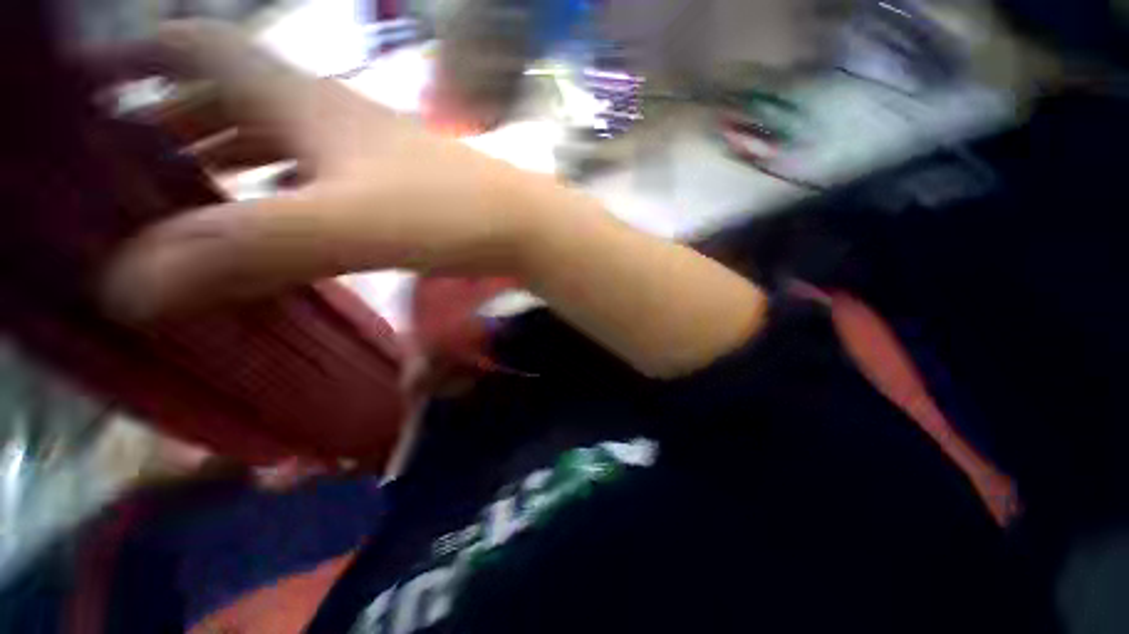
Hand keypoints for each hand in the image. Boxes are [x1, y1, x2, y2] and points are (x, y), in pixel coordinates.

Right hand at [100, 21, 766, 377]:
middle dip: (169, 121)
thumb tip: (129, 288)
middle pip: (227, 98)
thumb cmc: (448, 213)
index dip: (138, 57)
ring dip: (220, 162)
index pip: (197, 47)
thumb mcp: (340, 224)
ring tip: (169, 200)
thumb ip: (241, 250)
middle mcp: (327, 116)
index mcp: (301, 101)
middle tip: (116, 166)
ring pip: (271, 142)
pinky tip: (268, 224)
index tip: (88, 88)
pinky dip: (276, 195)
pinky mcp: (391, 190)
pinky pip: (314, 181)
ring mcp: (363, 154)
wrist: (521, 225)